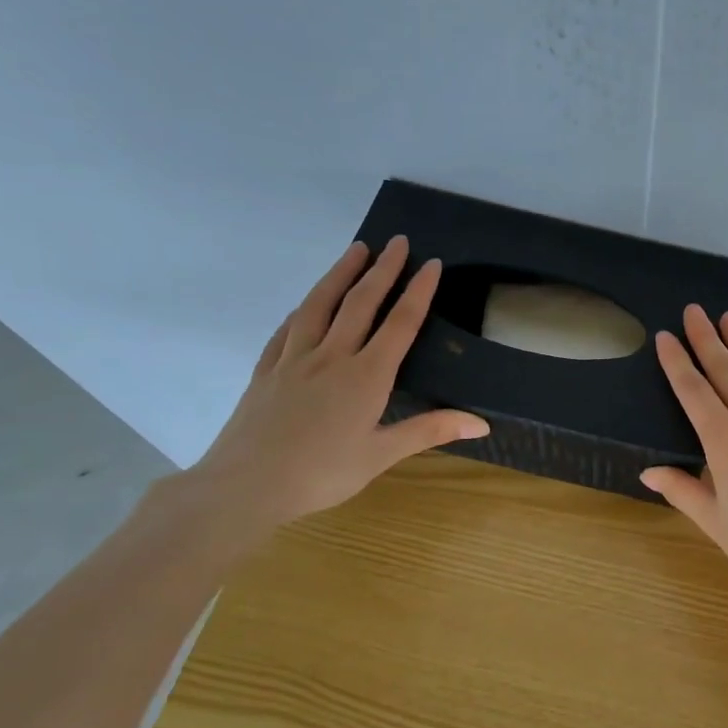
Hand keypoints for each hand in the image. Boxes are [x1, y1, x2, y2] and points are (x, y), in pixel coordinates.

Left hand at [184, 237, 487, 533]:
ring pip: (320, 305)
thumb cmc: (321, 474)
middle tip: (397, 241)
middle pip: (361, 303)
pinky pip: (287, 329)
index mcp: (366, 377)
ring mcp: (294, 359)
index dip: (418, 291)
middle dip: (382, 269)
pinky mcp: (266, 370)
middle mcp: (332, 357)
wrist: (245, 485)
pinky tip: (307, 303)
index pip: (400, 324)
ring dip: (340, 274)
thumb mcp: (382, 455)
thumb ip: (431, 431)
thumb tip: (482, 423)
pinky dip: (303, 308)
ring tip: (356, 250)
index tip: (432, 263)